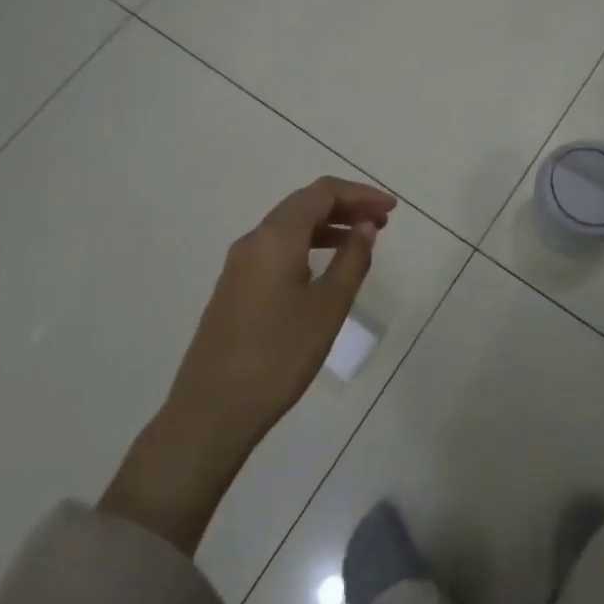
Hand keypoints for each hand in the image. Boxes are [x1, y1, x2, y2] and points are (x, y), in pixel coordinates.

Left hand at [100, 177, 395, 552]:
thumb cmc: (279, 355)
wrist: (212, 411)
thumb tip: (364, 227)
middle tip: (381, 221)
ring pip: (289, 227)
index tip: (391, 210)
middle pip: (304, 204)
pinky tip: (324, 268)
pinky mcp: (234, 288)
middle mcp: (254, 240)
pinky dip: (307, 245)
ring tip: (360, 240)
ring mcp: (239, 265)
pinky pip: (277, 249)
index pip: (322, 193)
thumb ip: (352, 259)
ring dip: (327, 225)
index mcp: (276, 237)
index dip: (360, 193)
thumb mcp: (328, 307)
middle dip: (345, 206)